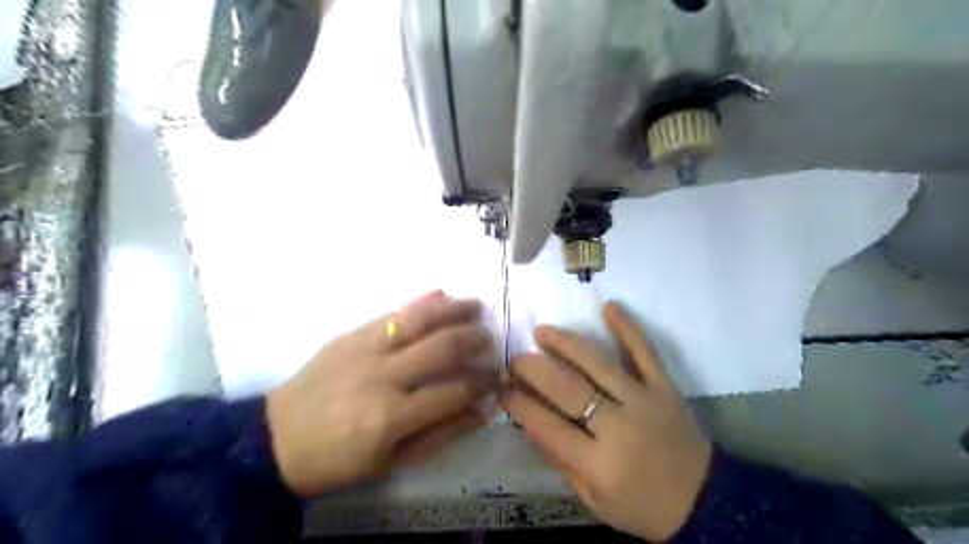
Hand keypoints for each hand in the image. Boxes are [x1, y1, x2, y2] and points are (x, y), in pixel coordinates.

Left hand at [265, 294, 494, 496]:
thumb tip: (481, 411)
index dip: (482, 382)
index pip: (453, 390)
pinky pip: (392, 313)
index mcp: (392, 415)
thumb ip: (440, 434)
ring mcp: (365, 349)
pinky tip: (441, 296)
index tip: (498, 377)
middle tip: (490, 338)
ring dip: (453, 310)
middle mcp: (383, 376)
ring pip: (419, 320)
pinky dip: (421, 303)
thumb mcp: (391, 462)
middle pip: (441, 348)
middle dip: (474, 340)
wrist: (274, 439)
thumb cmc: (336, 460)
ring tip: (475, 306)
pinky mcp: (351, 334)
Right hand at [504, 304, 712, 542]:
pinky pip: (645, 352)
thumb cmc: (643, 507)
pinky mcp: (665, 387)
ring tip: (542, 332)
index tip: (502, 387)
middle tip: (516, 358)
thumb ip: (560, 462)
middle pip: (569, 389)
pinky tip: (609, 307)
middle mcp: (619, 427)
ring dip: (566, 343)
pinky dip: (628, 328)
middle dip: (536, 369)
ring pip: (599, 363)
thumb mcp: (594, 501)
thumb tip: (527, 424)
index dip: (521, 404)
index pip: (549, 426)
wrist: (705, 502)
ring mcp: (644, 401)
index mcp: (599, 464)